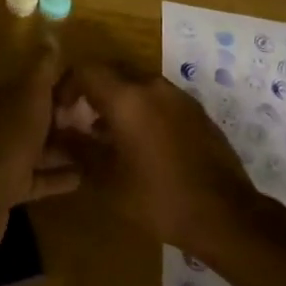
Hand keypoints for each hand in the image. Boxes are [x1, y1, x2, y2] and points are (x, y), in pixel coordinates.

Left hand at [0, 46, 80, 254]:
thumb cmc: (10, 138)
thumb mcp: (30, 95)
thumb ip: (41, 68)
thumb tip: (50, 35)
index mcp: (7, 99)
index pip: (36, 84)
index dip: (62, 84)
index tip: (92, 88)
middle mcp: (4, 124)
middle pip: (39, 116)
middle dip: (66, 116)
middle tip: (102, 120)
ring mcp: (6, 157)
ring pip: (40, 148)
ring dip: (65, 147)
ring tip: (98, 147)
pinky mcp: (11, 188)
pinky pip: (40, 178)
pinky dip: (59, 176)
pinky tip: (83, 178)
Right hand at [54, 61, 264, 255]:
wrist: (225, 214)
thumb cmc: (158, 198)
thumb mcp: (107, 179)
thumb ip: (79, 148)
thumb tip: (60, 131)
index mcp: (127, 97)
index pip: (86, 70)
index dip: (66, 86)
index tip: (60, 112)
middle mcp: (152, 86)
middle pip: (112, 72)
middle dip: (92, 91)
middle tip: (80, 120)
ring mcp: (178, 96)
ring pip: (137, 84)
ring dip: (118, 101)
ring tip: (108, 135)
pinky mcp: (196, 111)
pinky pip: (159, 98)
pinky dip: (142, 109)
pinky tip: (141, 144)